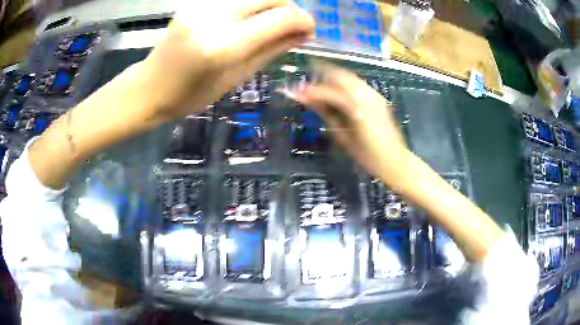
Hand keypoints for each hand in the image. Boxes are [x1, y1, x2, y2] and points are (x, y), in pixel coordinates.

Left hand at [142, 0, 314, 121]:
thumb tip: (303, 33)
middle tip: (291, 27)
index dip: (304, 21)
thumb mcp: (236, 77)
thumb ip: (272, 49)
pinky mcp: (195, 1)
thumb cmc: (191, 95)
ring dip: (271, 6)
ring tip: (270, 25)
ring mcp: (201, 5)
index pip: (280, 18)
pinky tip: (248, 21)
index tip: (310, 31)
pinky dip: (251, 6)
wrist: (149, 87)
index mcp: (224, 46)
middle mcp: (213, 16)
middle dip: (290, 9)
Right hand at [296, 62, 407, 186]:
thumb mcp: (342, 137)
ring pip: (349, 77)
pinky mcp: (378, 97)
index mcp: (357, 109)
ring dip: (332, 78)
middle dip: (321, 77)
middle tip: (306, 85)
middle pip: (340, 76)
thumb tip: (308, 100)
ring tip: (319, 87)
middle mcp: (367, 96)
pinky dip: (344, 84)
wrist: (394, 160)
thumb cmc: (367, 156)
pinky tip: (336, 92)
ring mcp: (374, 95)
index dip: (310, 91)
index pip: (328, 92)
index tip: (295, 92)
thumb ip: (326, 114)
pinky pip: (357, 84)